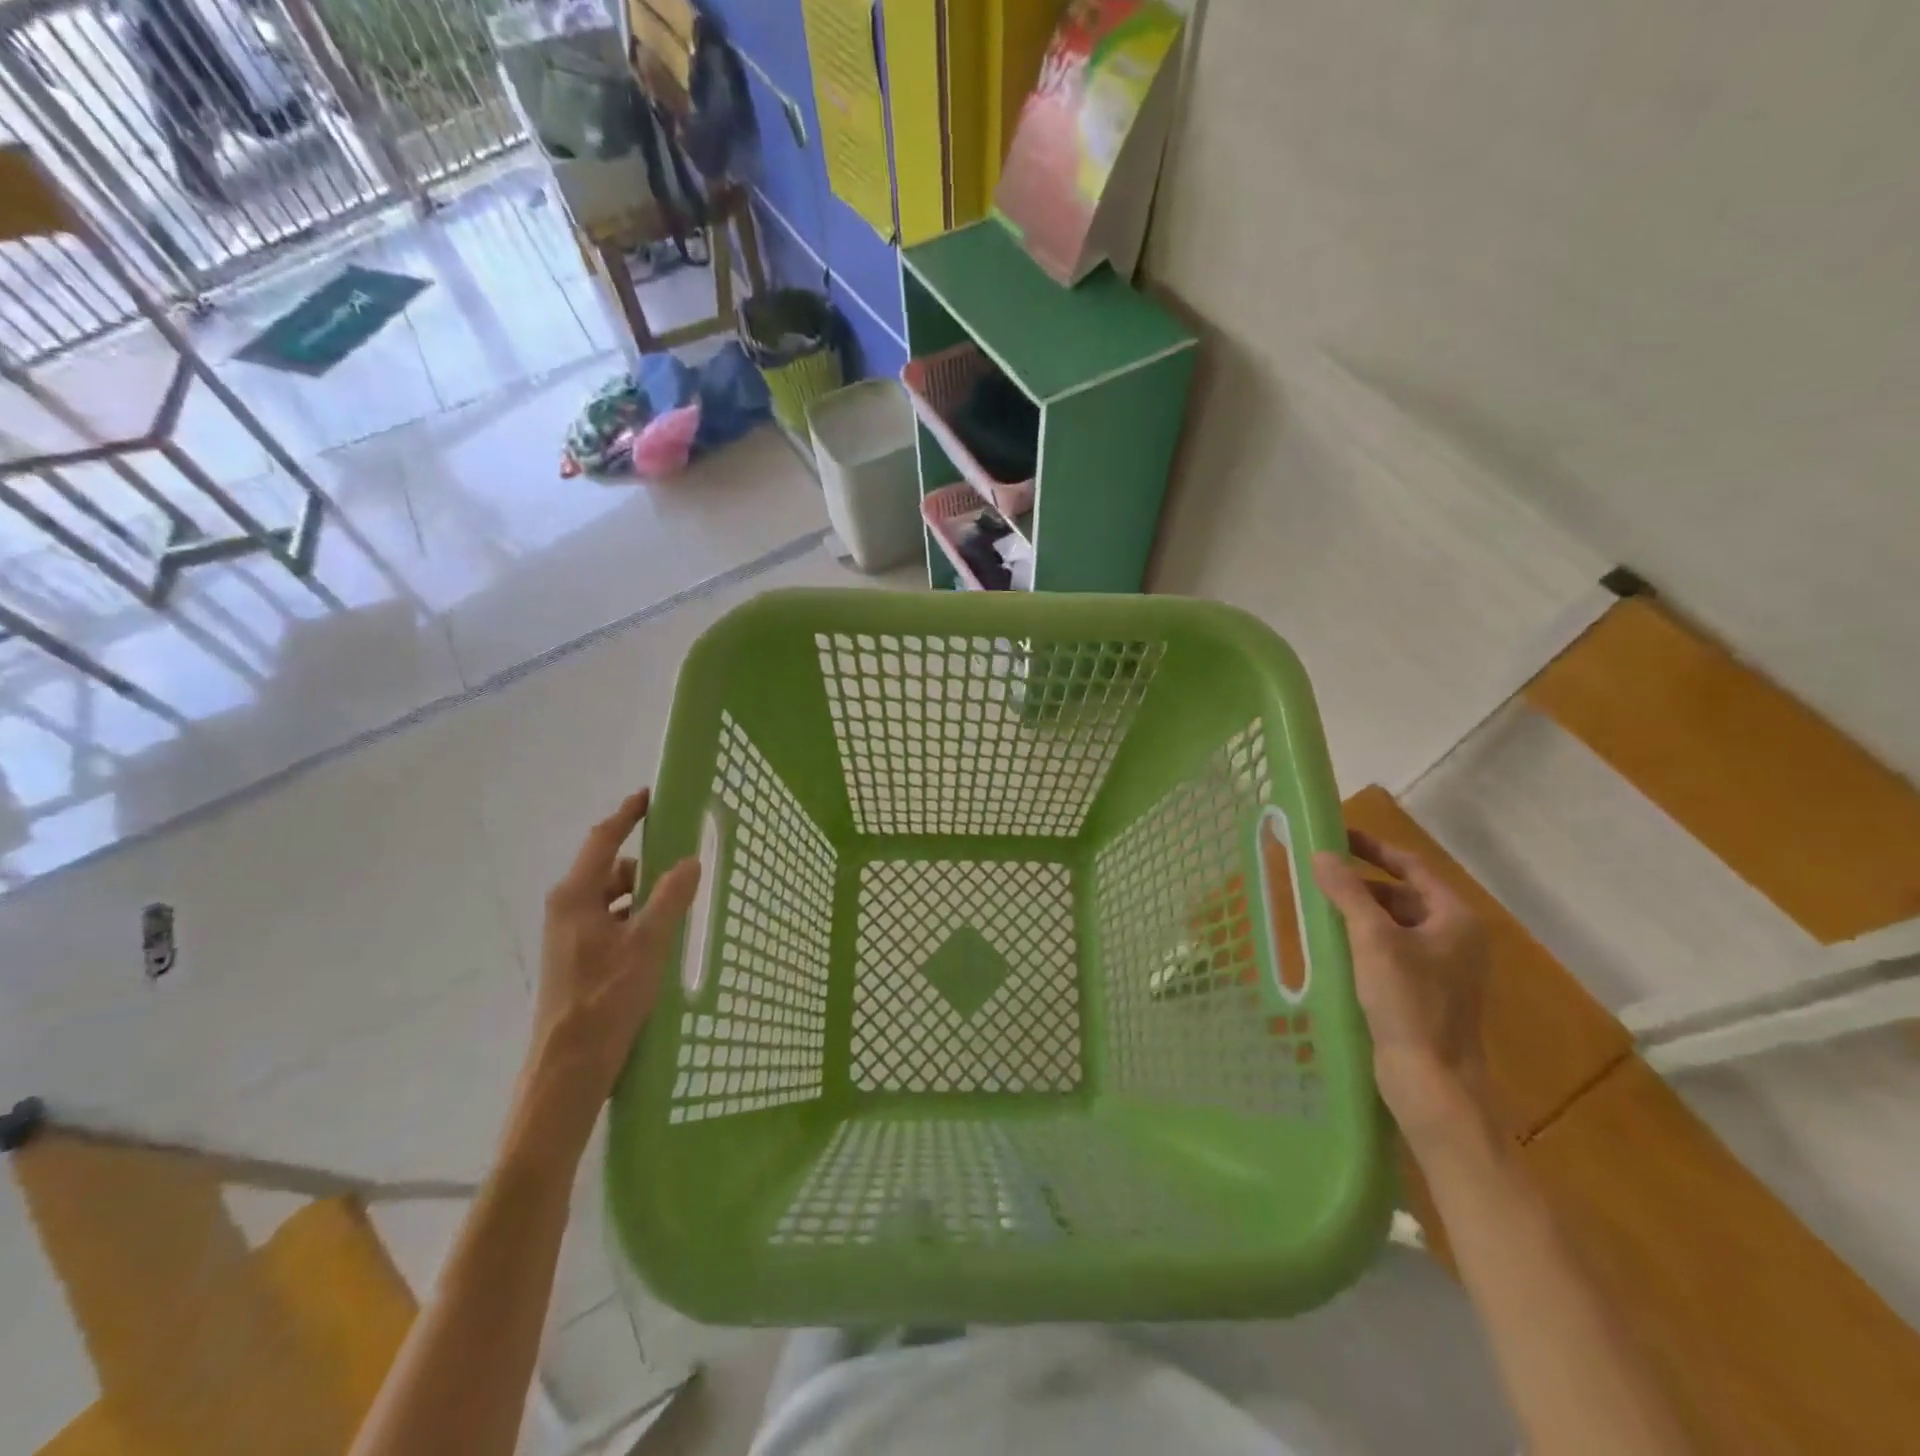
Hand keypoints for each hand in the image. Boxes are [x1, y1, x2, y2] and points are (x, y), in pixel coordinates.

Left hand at [515, 789, 701, 1153]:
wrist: (568, 1066)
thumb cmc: (606, 999)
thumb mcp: (647, 944)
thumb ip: (670, 898)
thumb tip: (690, 860)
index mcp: (576, 897)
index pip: (603, 840)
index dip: (628, 815)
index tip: (651, 795)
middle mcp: (567, 909)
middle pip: (609, 869)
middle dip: (644, 865)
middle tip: (683, 866)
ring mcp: (569, 935)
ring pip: (611, 898)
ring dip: (642, 895)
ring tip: (677, 908)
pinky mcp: (577, 958)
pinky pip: (610, 921)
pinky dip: (634, 918)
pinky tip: (659, 938)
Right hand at [1311, 831, 1491, 1140]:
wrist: (1432, 1080)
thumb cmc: (1408, 1002)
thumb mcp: (1372, 939)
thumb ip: (1347, 892)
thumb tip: (1322, 854)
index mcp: (1455, 918)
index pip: (1412, 866)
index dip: (1374, 848)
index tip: (1337, 835)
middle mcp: (1455, 937)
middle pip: (1403, 894)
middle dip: (1361, 884)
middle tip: (1319, 876)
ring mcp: (1443, 967)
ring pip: (1395, 924)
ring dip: (1360, 912)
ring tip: (1319, 908)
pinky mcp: (1426, 991)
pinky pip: (1392, 950)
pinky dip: (1364, 940)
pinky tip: (1334, 945)